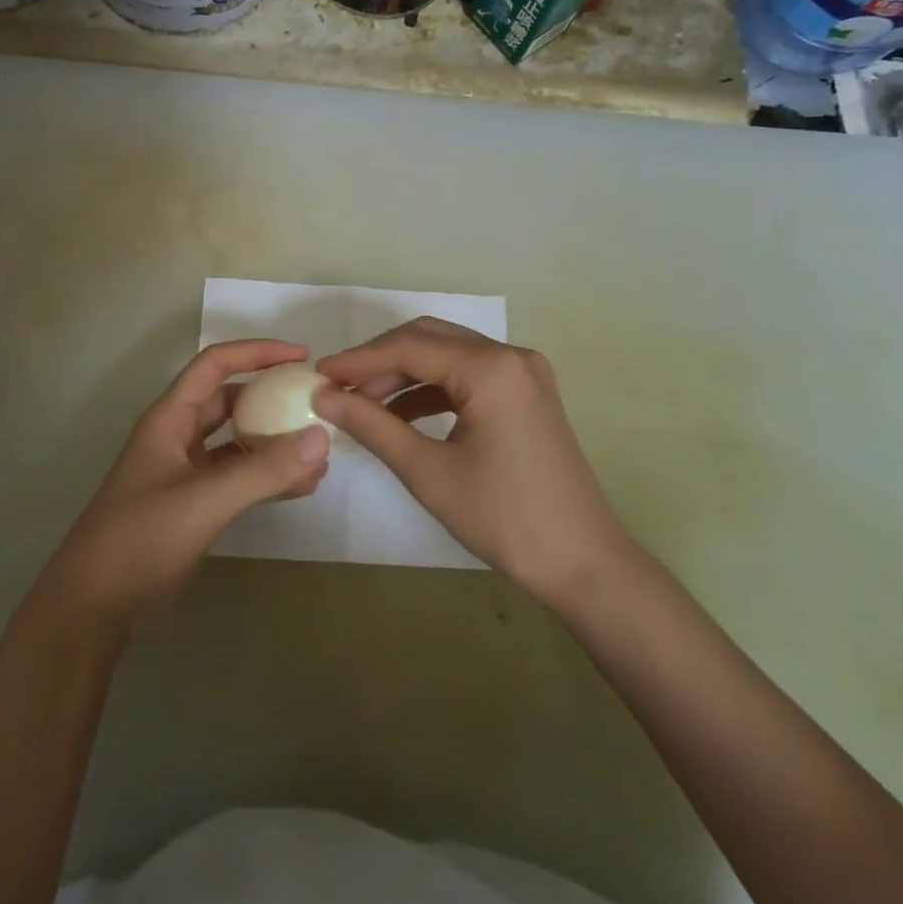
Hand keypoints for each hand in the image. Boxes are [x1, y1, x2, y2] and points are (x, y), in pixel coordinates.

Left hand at [34, 340, 330, 636]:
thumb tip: (322, 438)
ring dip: (274, 442)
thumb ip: (264, 471)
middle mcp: (177, 436)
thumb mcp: (205, 500)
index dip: (257, 352)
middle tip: (316, 404)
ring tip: (319, 452)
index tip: (302, 357)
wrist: (92, 608)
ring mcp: (184, 472)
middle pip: (230, 400)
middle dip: (271, 396)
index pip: (215, 365)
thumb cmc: (140, 539)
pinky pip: (237, 477)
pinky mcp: (193, 505)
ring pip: (237, 441)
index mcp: (170, 418)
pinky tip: (302, 487)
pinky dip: (267, 477)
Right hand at [314, 318, 633, 609]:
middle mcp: (511, 356)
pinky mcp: (526, 394)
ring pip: (448, 355)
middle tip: (339, 387)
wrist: (583, 564)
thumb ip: (373, 426)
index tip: (319, 374)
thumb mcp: (429, 473)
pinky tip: (401, 414)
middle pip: (430, 339)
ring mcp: (523, 373)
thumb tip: (324, 397)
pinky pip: (468, 376)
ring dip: (404, 374)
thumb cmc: (504, 518)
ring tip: (363, 404)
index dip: (360, 360)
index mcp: (491, 368)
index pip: (410, 346)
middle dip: (380, 361)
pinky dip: (432, 389)